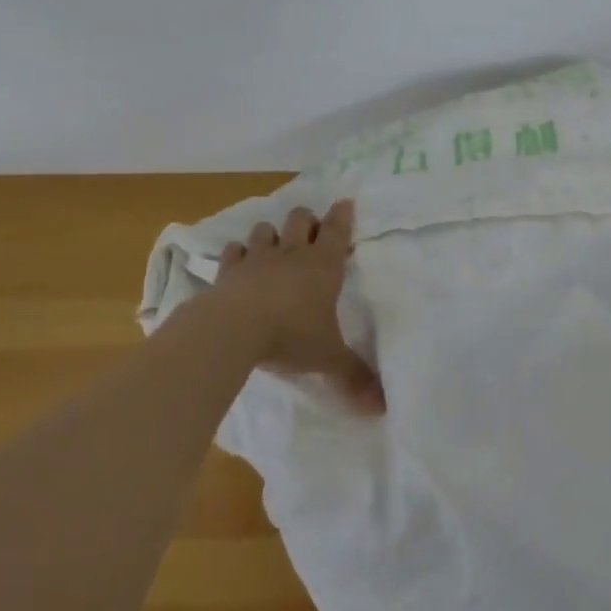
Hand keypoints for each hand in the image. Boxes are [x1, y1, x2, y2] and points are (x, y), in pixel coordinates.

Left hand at [214, 200, 385, 414]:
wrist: (235, 329)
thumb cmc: (291, 335)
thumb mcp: (328, 358)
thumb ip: (354, 378)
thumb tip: (381, 408)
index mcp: (323, 265)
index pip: (337, 230)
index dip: (342, 216)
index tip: (344, 201)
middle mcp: (292, 253)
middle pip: (301, 219)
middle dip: (306, 220)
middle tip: (310, 230)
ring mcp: (258, 258)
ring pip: (266, 230)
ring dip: (272, 234)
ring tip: (274, 245)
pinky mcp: (229, 270)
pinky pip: (234, 251)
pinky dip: (238, 254)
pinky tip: (239, 261)